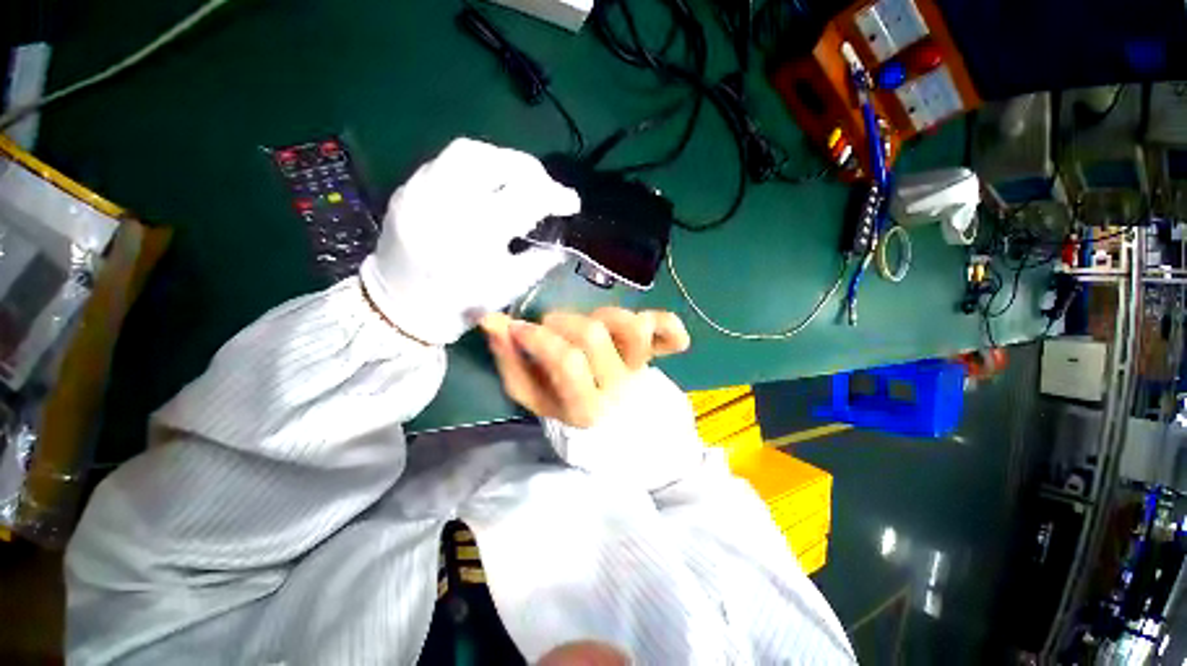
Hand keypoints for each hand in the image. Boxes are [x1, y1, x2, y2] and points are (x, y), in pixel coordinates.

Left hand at [360, 138, 579, 343]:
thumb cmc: (461, 304)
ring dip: (501, 160)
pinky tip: (484, 186)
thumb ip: (540, 261)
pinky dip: (474, 168)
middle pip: (494, 160)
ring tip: (517, 180)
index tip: (571, 202)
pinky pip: (445, 163)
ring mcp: (421, 190)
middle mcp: (447, 201)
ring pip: (467, 152)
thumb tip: (562, 242)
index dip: (555, 195)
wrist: (400, 309)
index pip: (527, 197)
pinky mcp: (407, 190)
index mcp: (477, 232)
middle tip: (544, 185)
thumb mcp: (509, 286)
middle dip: (529, 169)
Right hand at [480, 308, 690, 427]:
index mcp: (585, 408)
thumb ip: (511, 362)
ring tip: (593, 326)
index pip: (567, 361)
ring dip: (604, 316)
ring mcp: (642, 369)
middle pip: (593, 334)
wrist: (621, 432)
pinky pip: (670, 332)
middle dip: (562, 322)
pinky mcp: (658, 357)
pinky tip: (655, 330)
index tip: (519, 327)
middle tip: (553, 328)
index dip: (538, 337)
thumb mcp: (535, 398)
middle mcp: (618, 387)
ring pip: (630, 325)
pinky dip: (667, 325)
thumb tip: (492, 321)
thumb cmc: (571, 412)